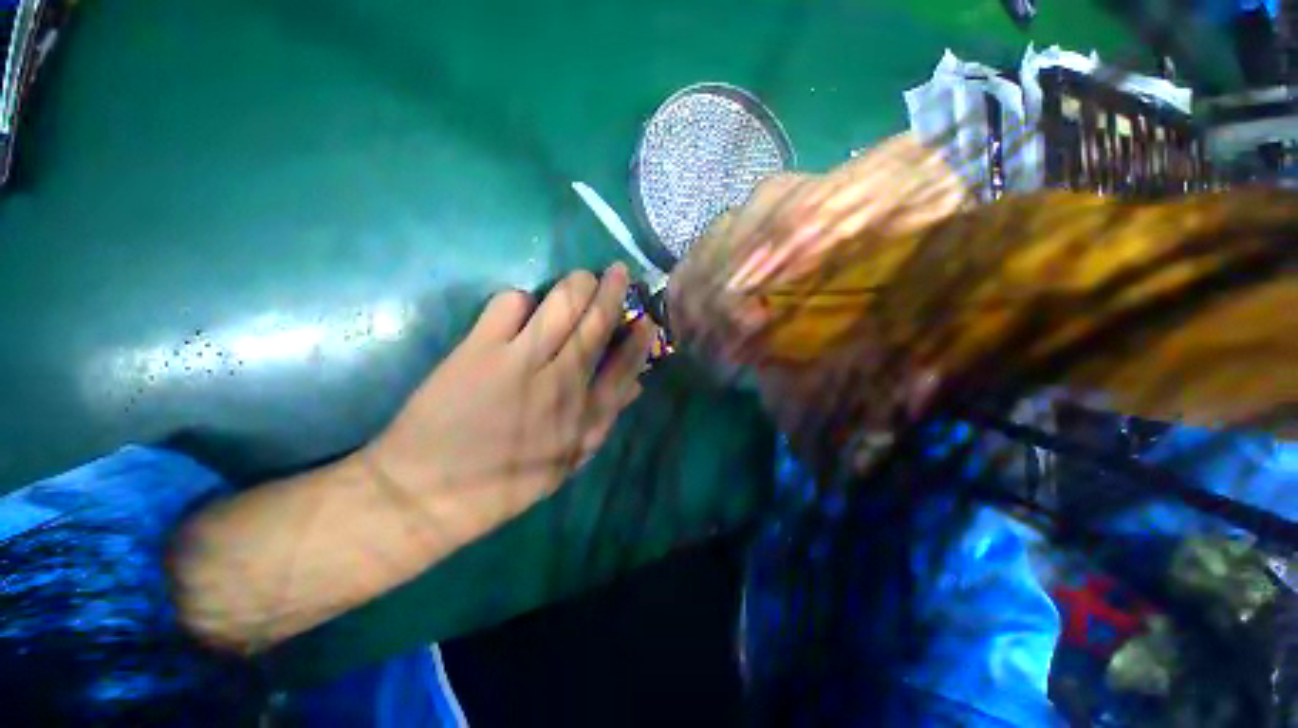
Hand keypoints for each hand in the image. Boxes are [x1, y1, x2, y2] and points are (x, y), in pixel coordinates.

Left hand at [364, 264, 652, 537]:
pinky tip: (521, 307)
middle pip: (596, 325)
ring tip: (581, 278)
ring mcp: (521, 364)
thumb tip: (636, 386)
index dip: (639, 337)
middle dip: (612, 292)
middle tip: (617, 272)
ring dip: (577, 285)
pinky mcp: (480, 351)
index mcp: (585, 416)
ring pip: (561, 306)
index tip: (645, 317)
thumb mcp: (568, 459)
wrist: (428, 494)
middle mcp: (562, 383)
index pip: (625, 365)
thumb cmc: (506, 482)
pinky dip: (521, 299)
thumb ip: (604, 419)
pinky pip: (509, 305)